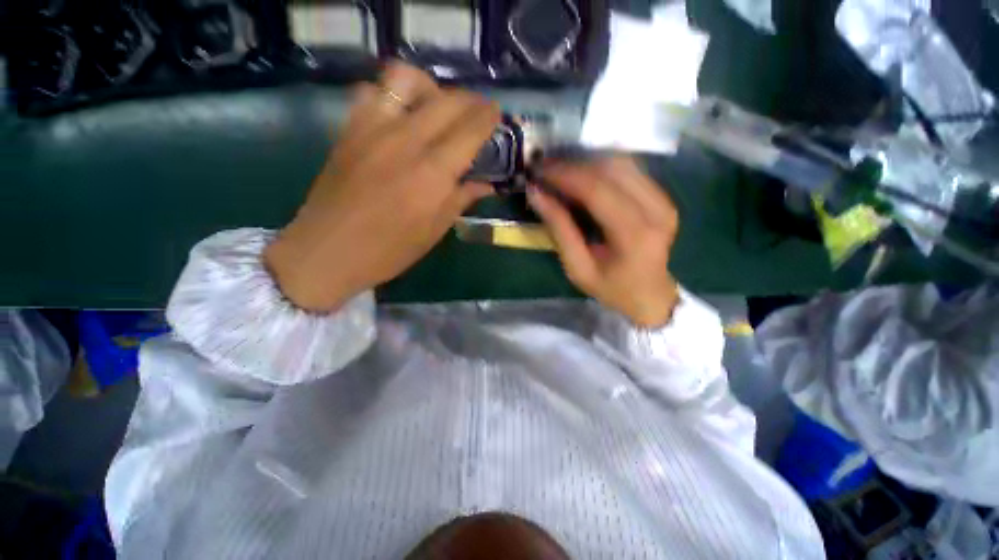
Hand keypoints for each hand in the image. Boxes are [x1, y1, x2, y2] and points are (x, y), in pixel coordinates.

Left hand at [265, 62, 499, 311]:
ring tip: (437, 105)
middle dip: (470, 100)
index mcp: (433, 174)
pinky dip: (391, 93)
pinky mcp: (350, 129)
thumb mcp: (434, 231)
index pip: (470, 131)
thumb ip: (461, 200)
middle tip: (478, 110)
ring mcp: (373, 130)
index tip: (496, 113)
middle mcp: (406, 142)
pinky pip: (372, 91)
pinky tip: (399, 113)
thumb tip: (486, 185)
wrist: (328, 250)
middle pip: (446, 101)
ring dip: (430, 86)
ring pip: (406, 79)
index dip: (487, 117)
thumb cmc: (389, 250)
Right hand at [527, 157, 679, 327]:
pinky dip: (601, 168)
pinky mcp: (662, 196)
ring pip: (621, 163)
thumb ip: (559, 229)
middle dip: (573, 165)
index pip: (597, 190)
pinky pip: (629, 169)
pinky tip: (582, 175)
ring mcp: (664, 200)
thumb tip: (536, 194)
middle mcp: (656, 210)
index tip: (538, 171)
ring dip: (586, 162)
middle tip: (545, 169)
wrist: (650, 296)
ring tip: (559, 171)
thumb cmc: (611, 288)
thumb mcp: (577, 267)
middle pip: (611, 169)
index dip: (565, 175)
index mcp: (635, 234)